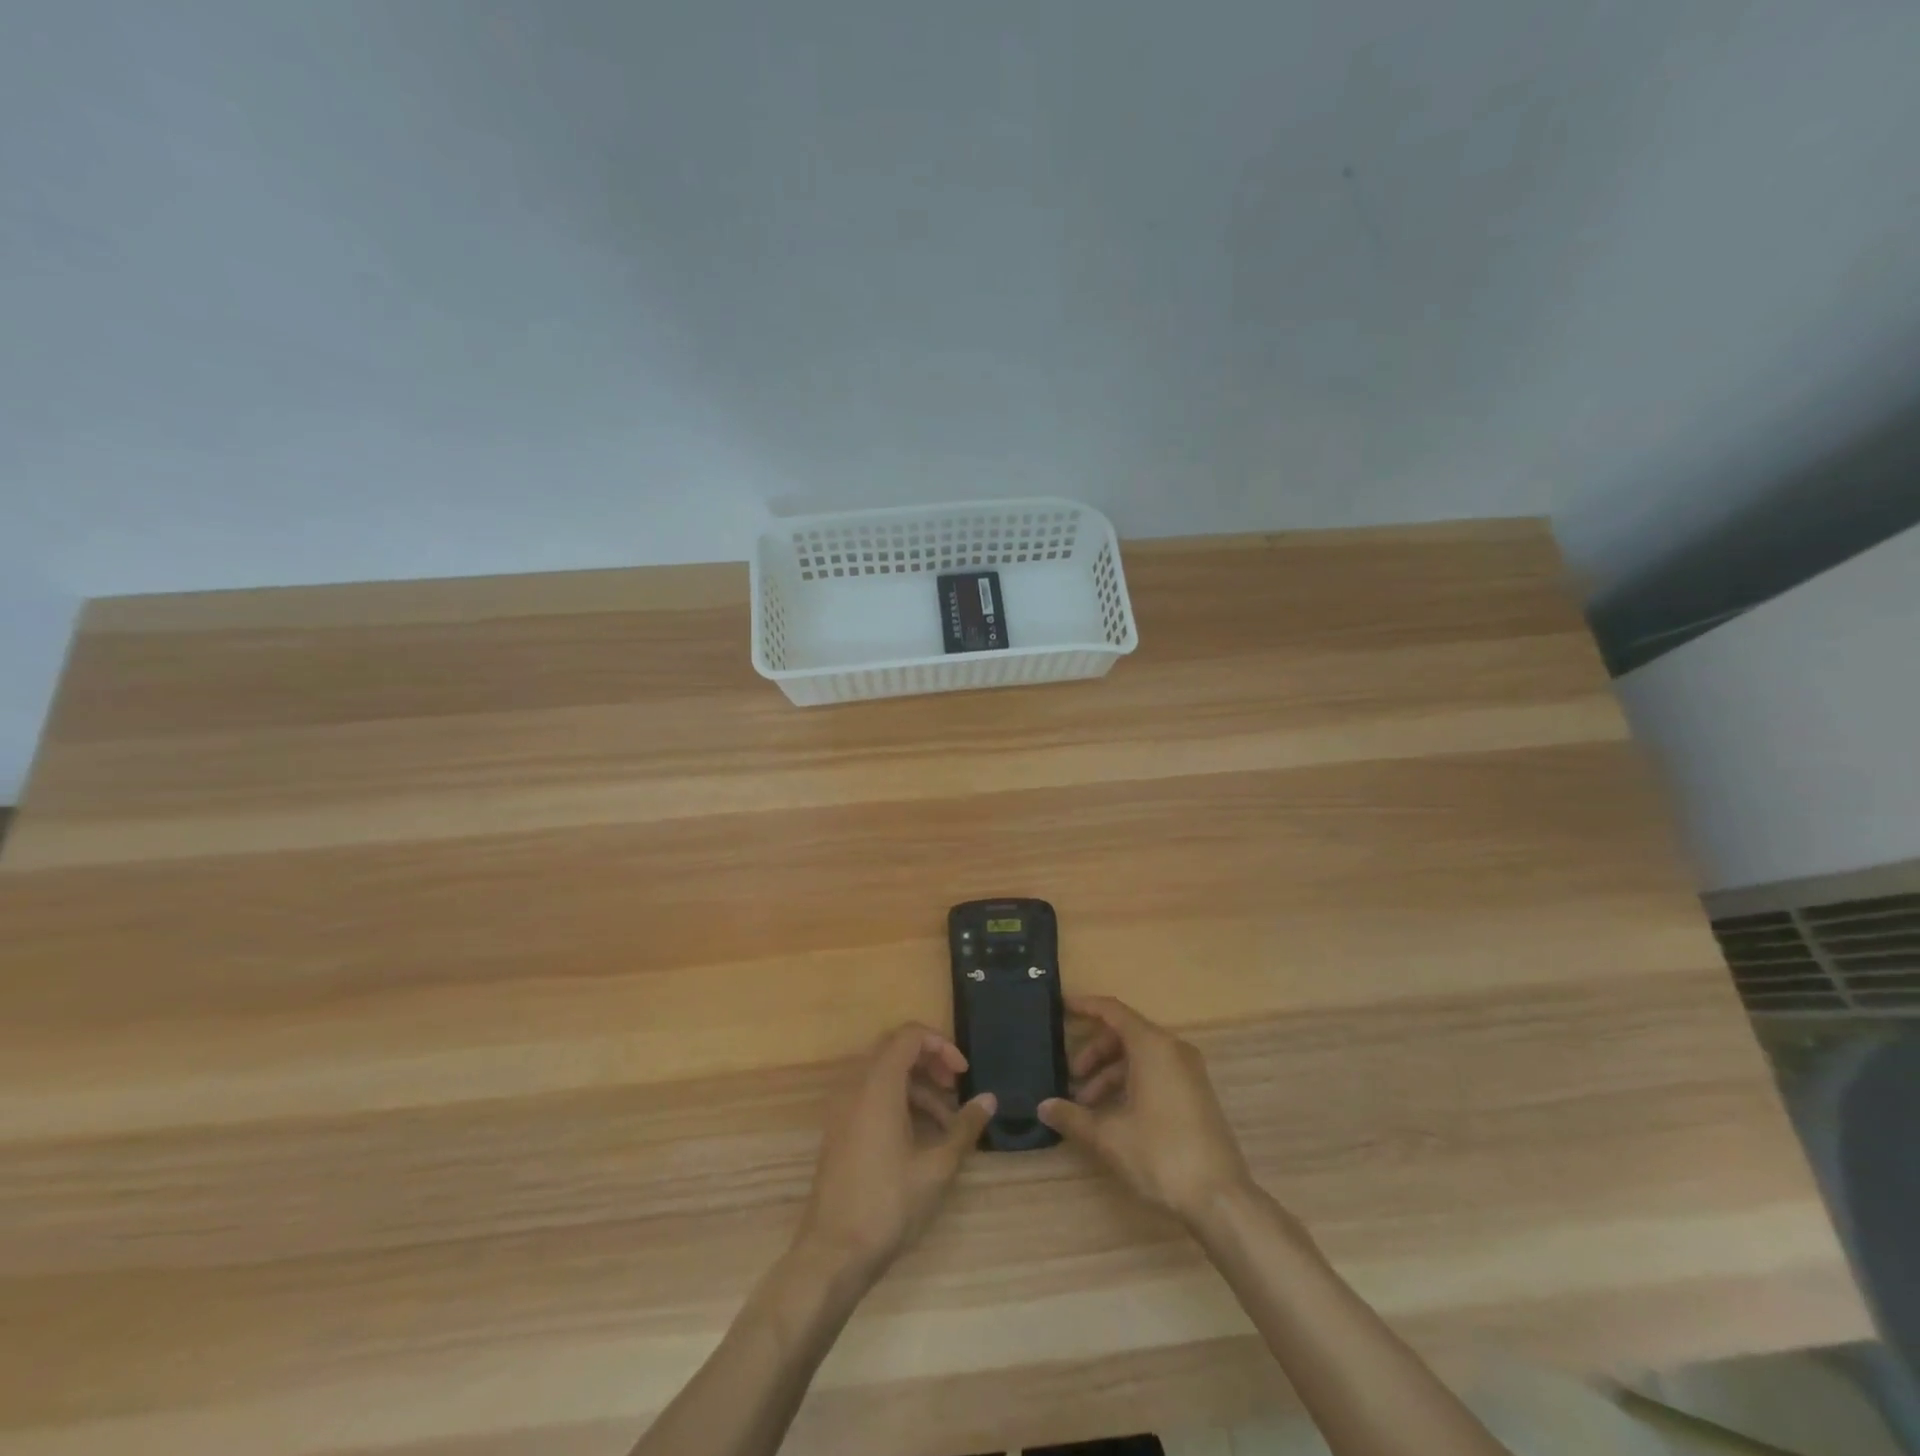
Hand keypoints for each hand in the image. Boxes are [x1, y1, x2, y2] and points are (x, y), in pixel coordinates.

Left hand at [795, 1023, 995, 1278]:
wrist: (832, 1253)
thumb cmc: (888, 1205)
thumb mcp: (937, 1167)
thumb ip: (964, 1128)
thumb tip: (989, 1100)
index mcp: (878, 1085)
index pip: (909, 1035)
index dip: (940, 1045)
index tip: (963, 1074)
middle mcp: (855, 1086)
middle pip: (895, 1049)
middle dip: (929, 1062)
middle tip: (954, 1088)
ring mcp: (842, 1107)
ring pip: (883, 1074)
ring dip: (916, 1086)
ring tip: (945, 1123)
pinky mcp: (838, 1129)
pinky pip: (870, 1094)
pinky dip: (897, 1101)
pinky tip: (919, 1137)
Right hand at [1038, 995, 1253, 1225]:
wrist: (1221, 1199)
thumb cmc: (1161, 1155)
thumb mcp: (1109, 1136)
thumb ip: (1073, 1117)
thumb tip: (1043, 1107)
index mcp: (1153, 1046)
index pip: (1113, 1011)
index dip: (1085, 1006)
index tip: (1060, 1008)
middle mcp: (1173, 1049)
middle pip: (1125, 1034)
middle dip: (1094, 1053)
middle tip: (1071, 1078)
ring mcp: (1189, 1071)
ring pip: (1140, 1056)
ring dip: (1110, 1074)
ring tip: (1087, 1107)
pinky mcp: (1196, 1093)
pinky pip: (1156, 1072)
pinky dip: (1130, 1083)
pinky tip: (1113, 1115)